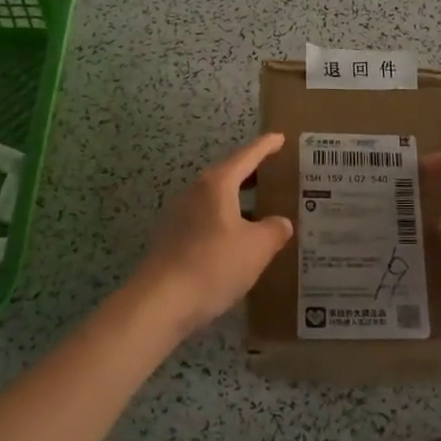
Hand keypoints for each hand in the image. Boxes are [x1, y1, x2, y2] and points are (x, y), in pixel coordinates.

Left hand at [130, 133, 293, 331]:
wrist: (159, 303)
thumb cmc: (213, 265)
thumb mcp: (257, 248)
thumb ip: (274, 230)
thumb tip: (281, 223)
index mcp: (217, 185)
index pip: (246, 157)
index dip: (265, 147)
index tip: (279, 138)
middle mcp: (194, 192)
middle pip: (227, 175)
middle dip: (250, 174)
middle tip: (272, 174)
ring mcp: (178, 216)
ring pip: (215, 200)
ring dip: (237, 202)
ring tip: (259, 210)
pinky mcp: (170, 239)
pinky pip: (205, 221)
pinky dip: (224, 222)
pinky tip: (235, 242)